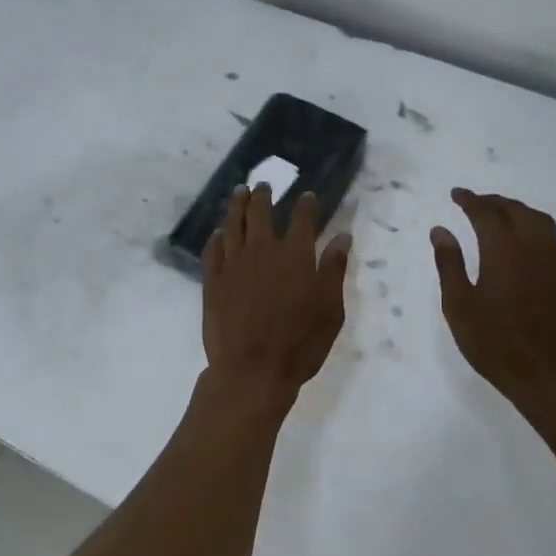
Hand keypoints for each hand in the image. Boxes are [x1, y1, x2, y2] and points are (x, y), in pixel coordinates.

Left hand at [203, 185, 351, 400]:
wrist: (252, 370)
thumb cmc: (300, 344)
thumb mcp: (330, 310)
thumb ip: (334, 270)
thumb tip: (342, 237)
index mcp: (296, 256)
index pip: (302, 219)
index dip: (306, 205)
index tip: (308, 196)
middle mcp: (263, 251)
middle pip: (260, 212)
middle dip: (263, 196)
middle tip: (263, 185)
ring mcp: (234, 264)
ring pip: (233, 224)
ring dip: (237, 205)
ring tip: (239, 193)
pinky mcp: (212, 280)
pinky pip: (213, 249)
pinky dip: (217, 236)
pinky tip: (219, 232)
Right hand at [430, 189, 555, 408]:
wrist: (546, 375)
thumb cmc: (493, 342)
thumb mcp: (458, 304)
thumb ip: (449, 263)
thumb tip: (441, 230)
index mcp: (503, 250)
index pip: (486, 212)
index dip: (470, 200)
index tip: (456, 194)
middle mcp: (534, 247)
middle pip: (516, 210)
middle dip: (494, 202)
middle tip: (475, 203)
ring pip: (540, 221)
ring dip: (518, 212)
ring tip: (502, 216)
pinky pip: (555, 241)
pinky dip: (538, 231)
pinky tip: (530, 244)